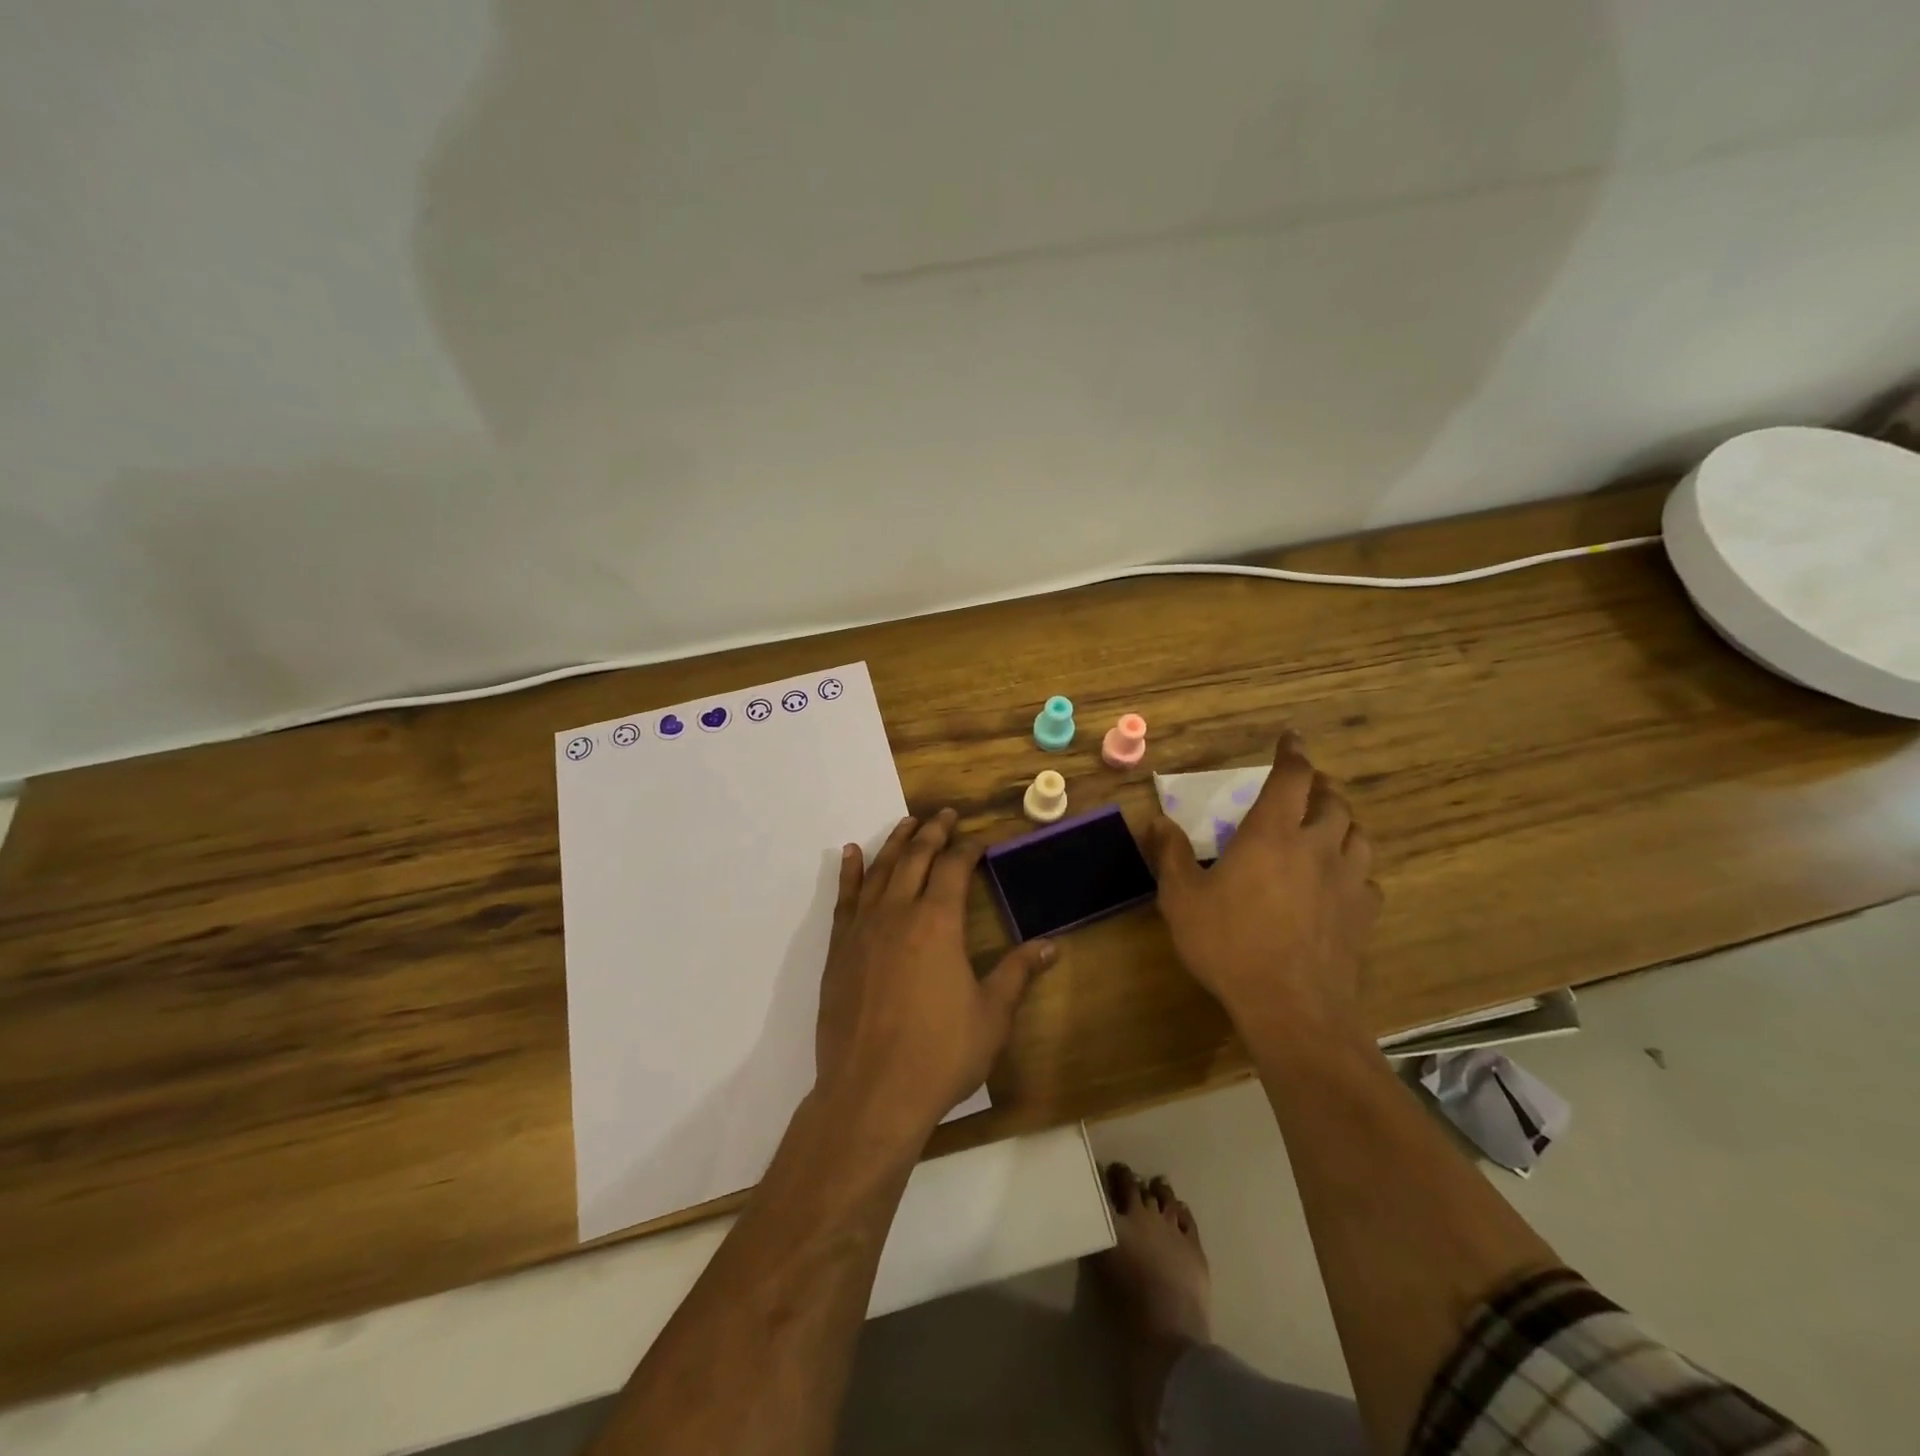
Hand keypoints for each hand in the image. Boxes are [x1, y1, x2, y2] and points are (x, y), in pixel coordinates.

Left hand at [814, 809, 1055, 1143]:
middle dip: (933, 832)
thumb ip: (1017, 974)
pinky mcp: (839, 948)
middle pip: (916, 857)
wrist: (871, 1093)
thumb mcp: (992, 1016)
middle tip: (945, 814)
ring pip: (880, 869)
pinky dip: (850, 871)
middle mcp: (898, 912)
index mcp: (938, 922)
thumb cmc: (940, 1054)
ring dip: (896, 842)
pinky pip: (844, 897)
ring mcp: (863, 928)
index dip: (968, 849)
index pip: (954, 869)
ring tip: (909, 822)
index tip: (979, 840)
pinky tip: (853, 853)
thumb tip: (1050, 945)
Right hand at [1143, 733, 1380, 1041]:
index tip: (1290, 738)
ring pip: (1358, 835)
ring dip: (1342, 822)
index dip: (1292, 754)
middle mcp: (1316, 846)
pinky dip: (1354, 868)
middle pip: (1332, 801)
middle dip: (1319, 786)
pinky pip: (1367, 878)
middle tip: (1304, 786)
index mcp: (1272, 833)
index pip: (1292, 777)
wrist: (1291, 1005)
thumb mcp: (1181, 898)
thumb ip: (1171, 854)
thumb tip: (1157, 820)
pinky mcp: (1363, 914)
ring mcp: (1347, 880)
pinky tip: (1340, 881)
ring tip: (1326, 825)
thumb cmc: (1228, 943)